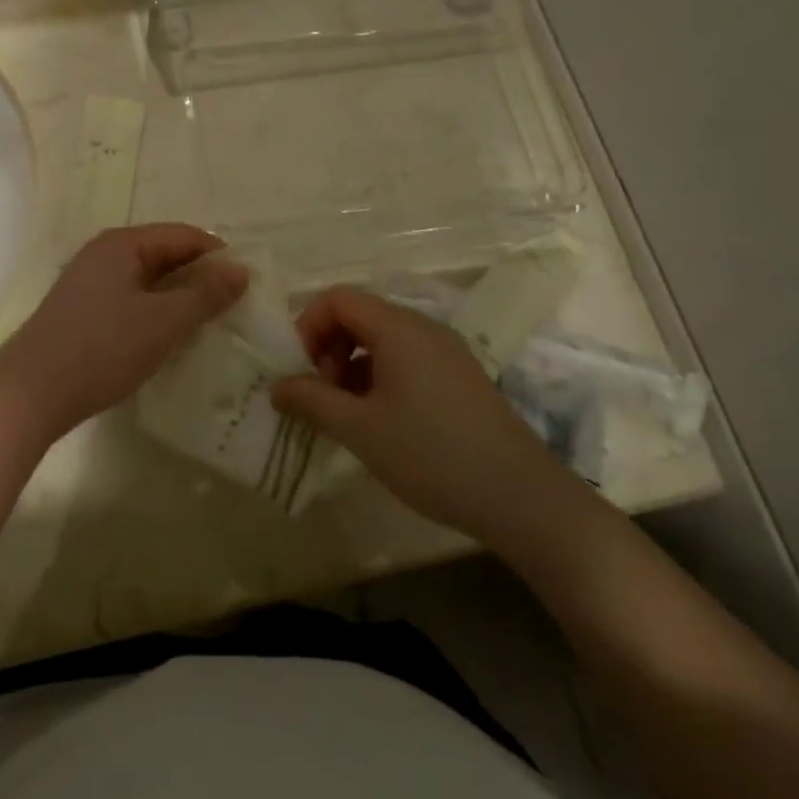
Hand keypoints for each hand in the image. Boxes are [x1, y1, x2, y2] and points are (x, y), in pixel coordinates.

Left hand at [0, 224, 246, 445]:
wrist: (29, 394)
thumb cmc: (101, 349)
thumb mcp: (162, 322)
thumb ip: (205, 294)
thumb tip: (241, 269)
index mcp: (123, 243)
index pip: (184, 235)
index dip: (218, 257)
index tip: (247, 288)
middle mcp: (104, 253)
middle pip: (165, 254)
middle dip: (199, 279)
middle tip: (232, 311)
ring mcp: (89, 281)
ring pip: (148, 280)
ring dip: (178, 298)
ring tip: (206, 328)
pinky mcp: (81, 310)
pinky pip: (130, 298)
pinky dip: (154, 312)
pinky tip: (166, 339)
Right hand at [270, 288, 575, 541]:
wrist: (523, 499)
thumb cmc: (432, 456)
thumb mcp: (360, 430)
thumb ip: (312, 400)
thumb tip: (276, 387)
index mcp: (398, 328)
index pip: (337, 298)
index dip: (308, 326)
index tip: (301, 370)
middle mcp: (423, 327)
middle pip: (359, 314)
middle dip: (329, 346)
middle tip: (324, 393)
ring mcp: (446, 351)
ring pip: (382, 338)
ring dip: (353, 364)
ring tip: (349, 412)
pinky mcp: (460, 376)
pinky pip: (407, 357)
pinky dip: (380, 375)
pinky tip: (382, 420)